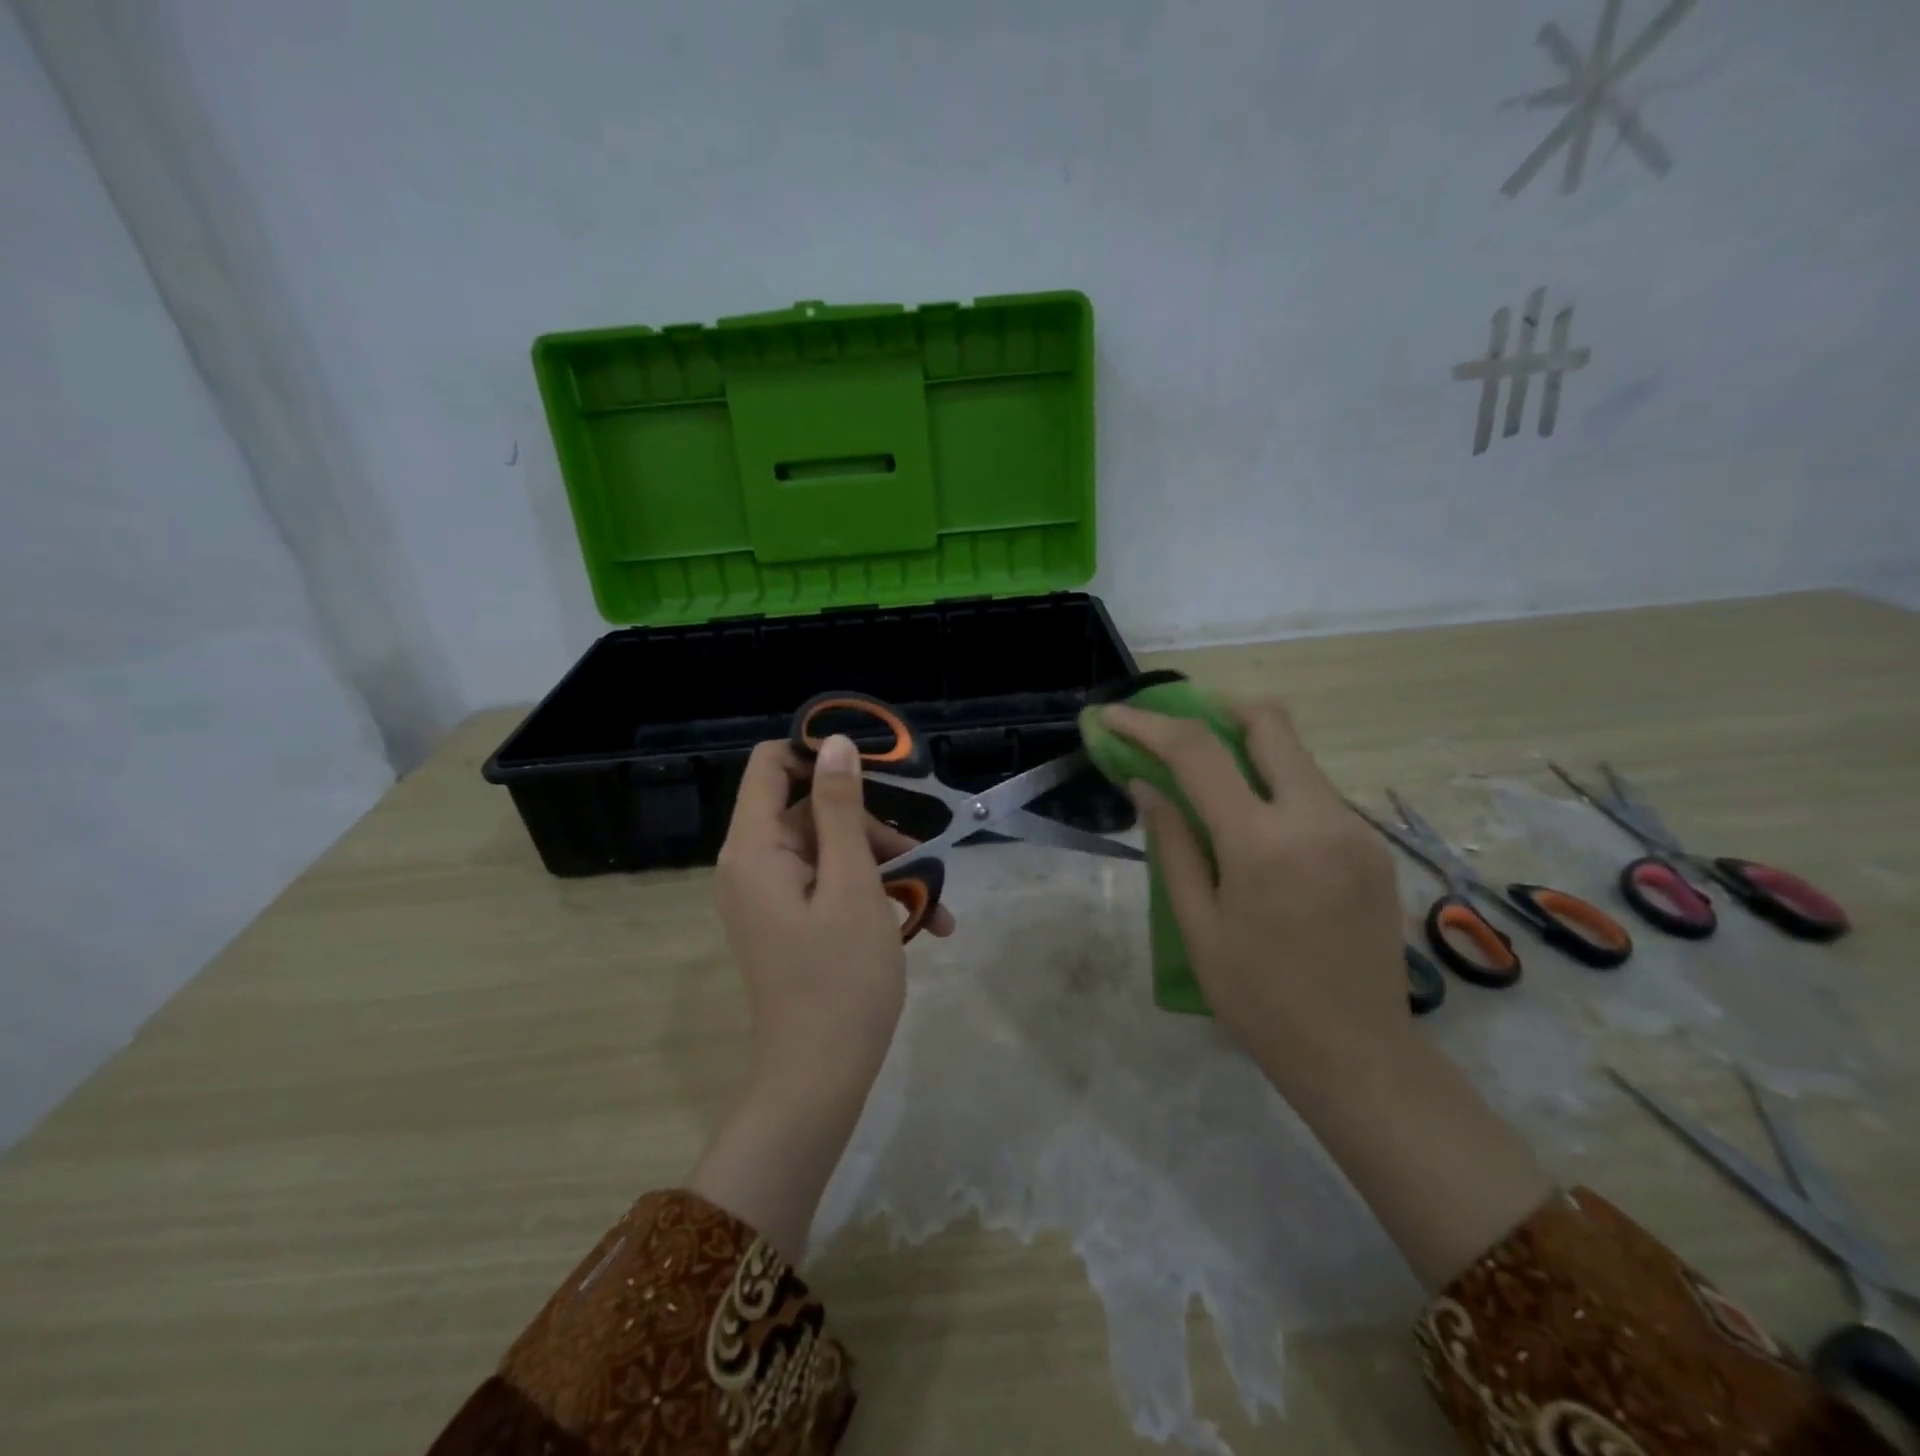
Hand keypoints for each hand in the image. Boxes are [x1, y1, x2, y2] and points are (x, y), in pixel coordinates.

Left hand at [715, 733, 952, 1094]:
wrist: (820, 1079)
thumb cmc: (841, 978)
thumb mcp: (852, 884)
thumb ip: (842, 810)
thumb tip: (835, 744)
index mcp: (754, 849)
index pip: (771, 765)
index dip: (819, 755)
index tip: (875, 770)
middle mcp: (753, 865)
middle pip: (810, 810)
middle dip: (870, 825)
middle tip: (921, 855)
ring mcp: (771, 896)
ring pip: (829, 849)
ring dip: (883, 865)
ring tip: (934, 900)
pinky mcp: (790, 921)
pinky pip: (829, 885)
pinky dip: (870, 894)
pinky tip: (923, 923)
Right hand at [1099, 698, 1407, 1100]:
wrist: (1359, 1054)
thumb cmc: (1259, 999)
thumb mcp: (1197, 924)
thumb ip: (1172, 844)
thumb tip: (1146, 786)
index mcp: (1262, 842)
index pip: (1198, 752)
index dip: (1148, 725)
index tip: (1114, 715)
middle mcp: (1317, 817)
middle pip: (1268, 722)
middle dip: (1214, 710)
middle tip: (1176, 731)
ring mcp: (1353, 828)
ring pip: (1294, 755)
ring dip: (1247, 751)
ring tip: (1207, 783)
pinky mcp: (1371, 845)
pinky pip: (1315, 791)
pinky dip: (1275, 786)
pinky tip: (1254, 826)